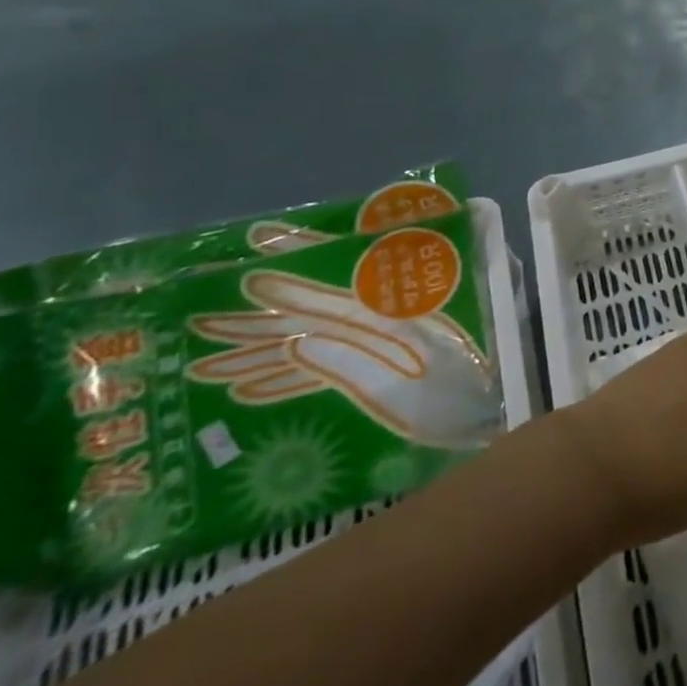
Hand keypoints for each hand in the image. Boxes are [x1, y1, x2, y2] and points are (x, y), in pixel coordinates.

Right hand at [186, 271, 501, 448]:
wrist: (485, 422)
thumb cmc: (452, 400)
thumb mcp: (403, 385)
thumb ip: (353, 362)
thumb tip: (295, 342)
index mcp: (392, 318)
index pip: (331, 294)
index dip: (292, 278)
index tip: (248, 263)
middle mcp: (381, 327)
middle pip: (312, 318)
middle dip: (260, 320)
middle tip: (201, 321)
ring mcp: (376, 352)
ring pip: (310, 345)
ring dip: (262, 353)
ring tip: (204, 366)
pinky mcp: (375, 376)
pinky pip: (323, 372)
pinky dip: (286, 379)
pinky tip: (246, 391)